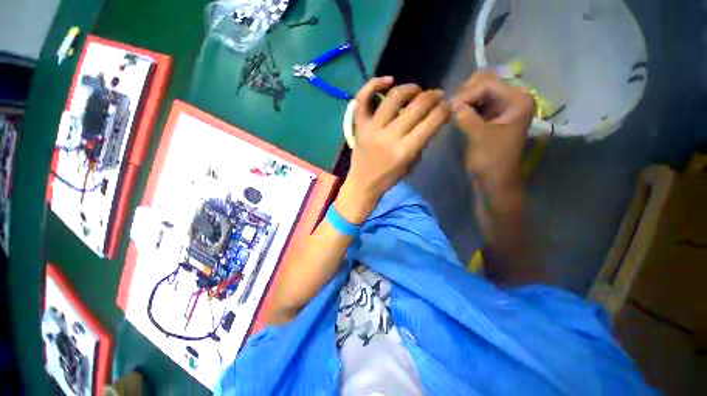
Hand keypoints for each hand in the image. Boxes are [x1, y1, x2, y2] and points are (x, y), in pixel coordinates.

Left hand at [337, 77, 451, 222]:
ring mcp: (371, 129)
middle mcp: (389, 136)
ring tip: (417, 91)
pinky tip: (388, 80)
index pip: (431, 122)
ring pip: (394, 97)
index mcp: (404, 151)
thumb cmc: (389, 178)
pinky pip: (363, 99)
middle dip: (433, 97)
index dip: (444, 109)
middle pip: (417, 106)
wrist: (363, 183)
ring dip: (411, 88)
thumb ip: (421, 142)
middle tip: (437, 96)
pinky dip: (374, 84)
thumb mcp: (411, 165)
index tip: (447, 106)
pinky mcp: (359, 125)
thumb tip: (430, 119)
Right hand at [451, 71, 534, 197]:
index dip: (467, 93)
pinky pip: (478, 102)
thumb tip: (451, 104)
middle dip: (466, 93)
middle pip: (486, 82)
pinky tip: (457, 114)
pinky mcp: (494, 115)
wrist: (495, 179)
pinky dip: (466, 106)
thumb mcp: (479, 137)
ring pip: (480, 91)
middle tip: (451, 108)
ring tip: (452, 111)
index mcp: (518, 101)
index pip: (489, 84)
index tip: (449, 107)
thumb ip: (466, 117)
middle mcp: (513, 98)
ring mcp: (503, 106)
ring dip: (465, 99)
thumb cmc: (492, 160)